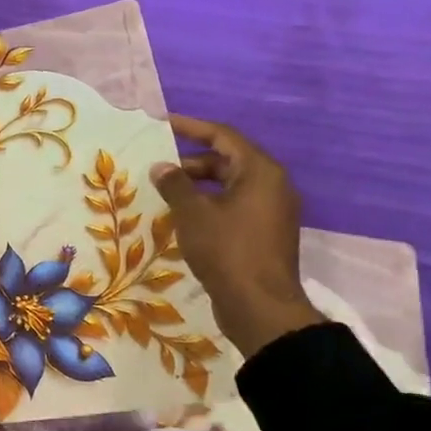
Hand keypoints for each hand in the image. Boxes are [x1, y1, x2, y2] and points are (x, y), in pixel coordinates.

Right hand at [150, 115, 323, 357]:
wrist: (260, 307)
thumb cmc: (227, 251)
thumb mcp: (193, 214)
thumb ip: (175, 185)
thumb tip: (162, 167)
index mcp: (260, 172)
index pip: (223, 136)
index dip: (191, 127)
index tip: (162, 123)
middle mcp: (272, 185)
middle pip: (227, 160)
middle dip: (191, 162)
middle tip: (158, 169)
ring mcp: (271, 211)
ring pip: (230, 185)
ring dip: (198, 186)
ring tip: (166, 194)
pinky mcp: (265, 233)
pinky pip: (234, 206)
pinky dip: (209, 204)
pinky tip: (184, 217)